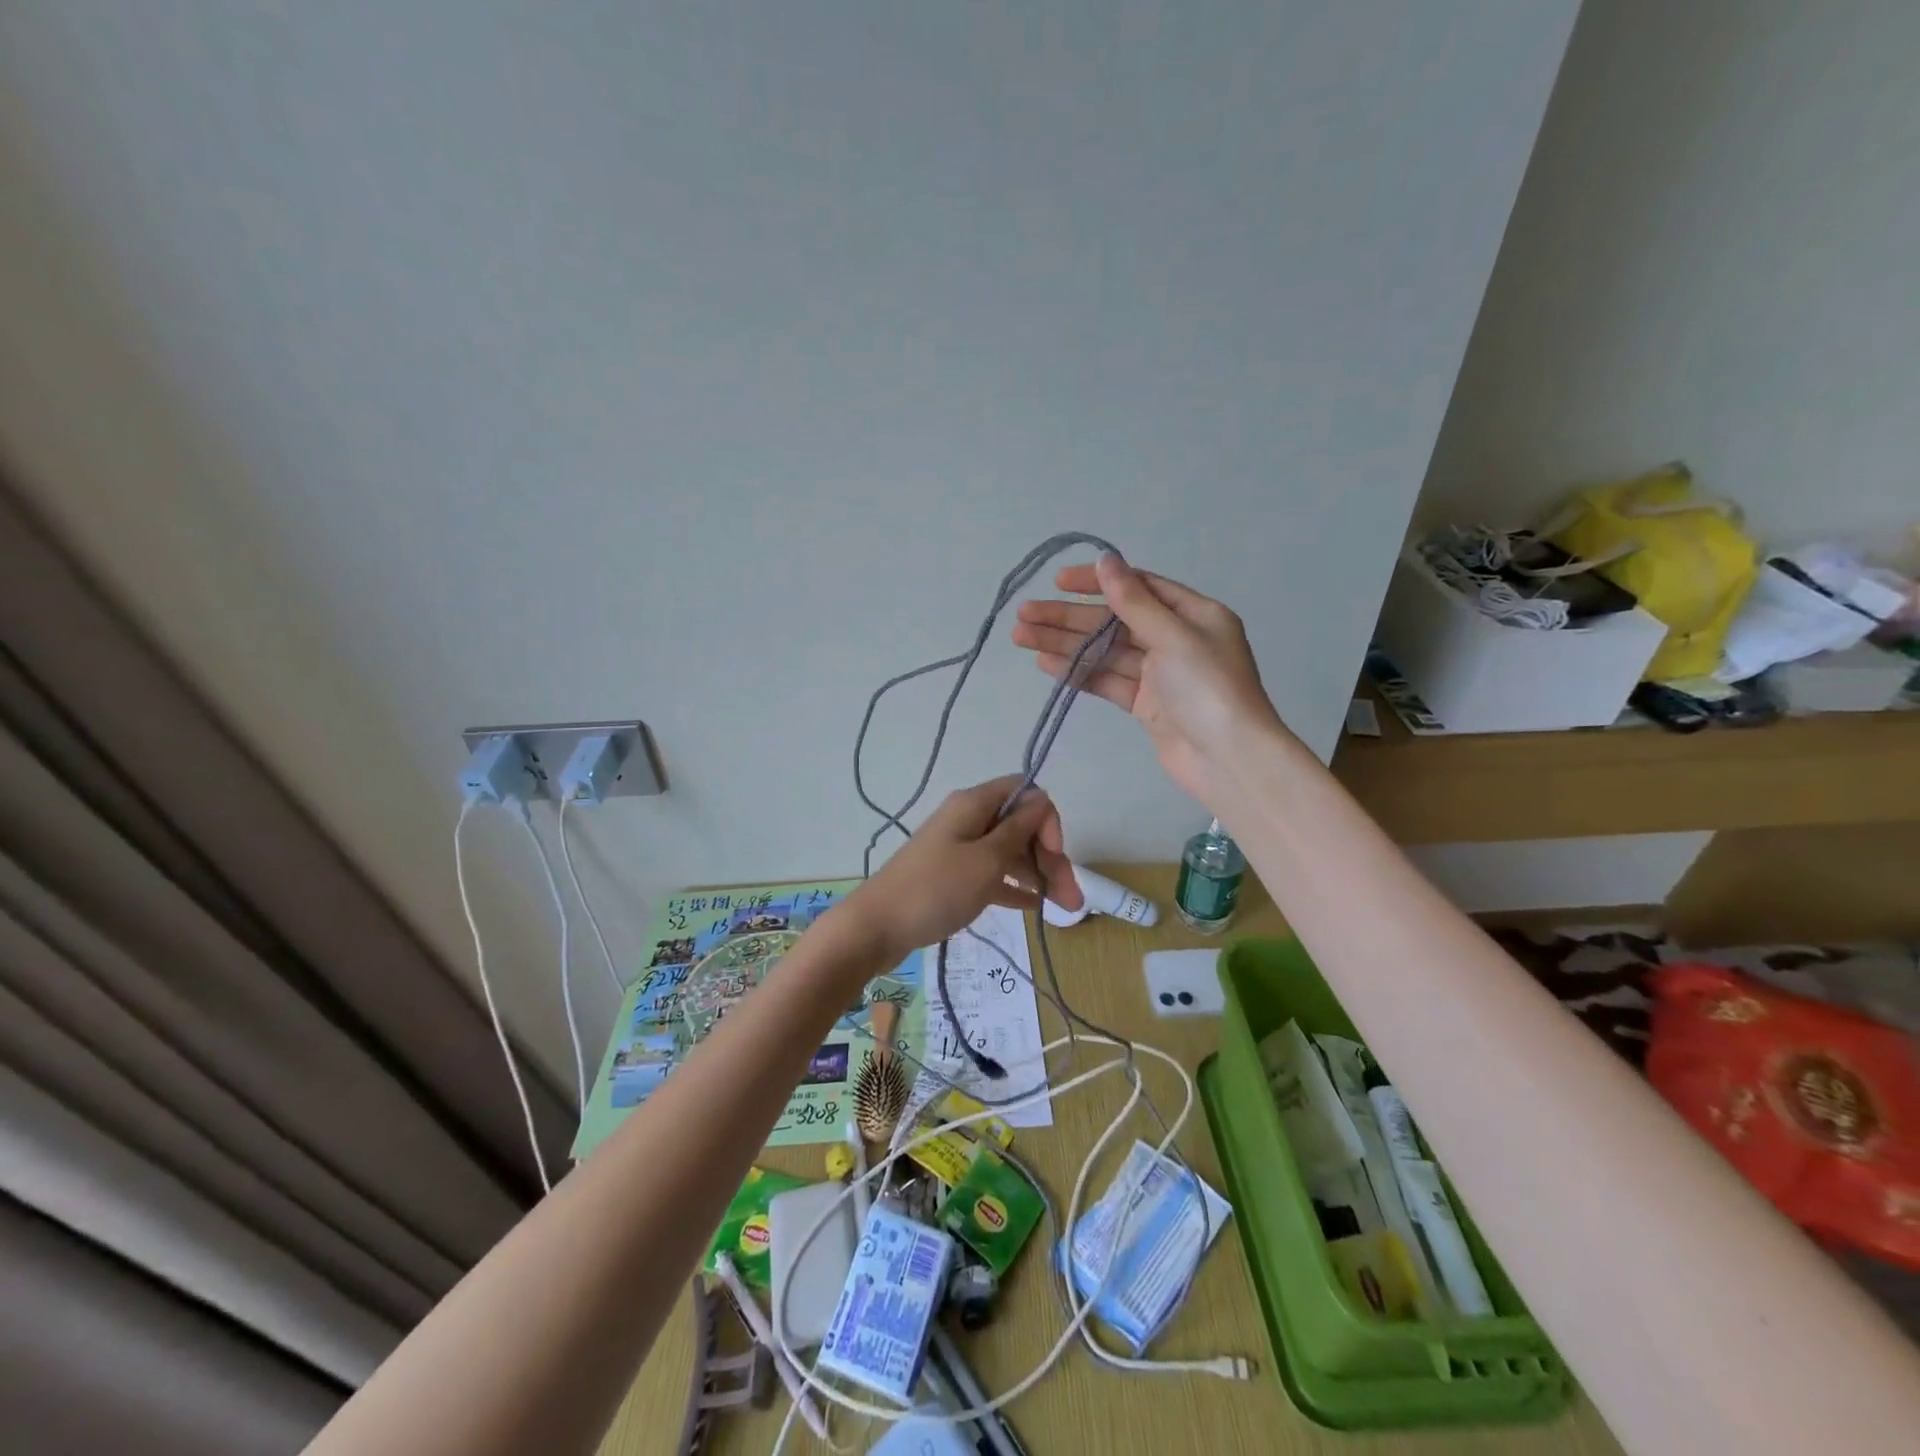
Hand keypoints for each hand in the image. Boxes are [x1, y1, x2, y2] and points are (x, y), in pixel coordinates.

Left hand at [842, 775, 1079, 961]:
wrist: (876, 927)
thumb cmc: (935, 890)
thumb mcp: (986, 860)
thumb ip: (1018, 830)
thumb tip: (1041, 800)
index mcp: (974, 804)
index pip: (1025, 793)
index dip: (1046, 820)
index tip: (1054, 855)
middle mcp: (968, 820)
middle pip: (1020, 826)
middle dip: (1050, 856)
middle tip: (1071, 899)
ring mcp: (959, 848)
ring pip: (1009, 852)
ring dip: (1038, 875)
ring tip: (1064, 910)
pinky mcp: (952, 876)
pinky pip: (992, 873)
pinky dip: (1014, 886)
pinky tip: (1035, 906)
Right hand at [1012, 554, 1289, 806]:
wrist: (1228, 760)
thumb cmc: (1208, 689)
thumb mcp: (1173, 636)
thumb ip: (1134, 601)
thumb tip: (1106, 559)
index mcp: (1194, 614)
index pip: (1139, 587)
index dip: (1097, 582)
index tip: (1058, 582)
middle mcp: (1176, 639)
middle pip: (1114, 621)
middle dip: (1068, 617)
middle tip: (1024, 614)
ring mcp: (1160, 675)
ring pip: (1105, 652)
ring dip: (1064, 643)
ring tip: (1020, 636)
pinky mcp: (1146, 705)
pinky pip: (1107, 680)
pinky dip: (1078, 672)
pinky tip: (1045, 663)